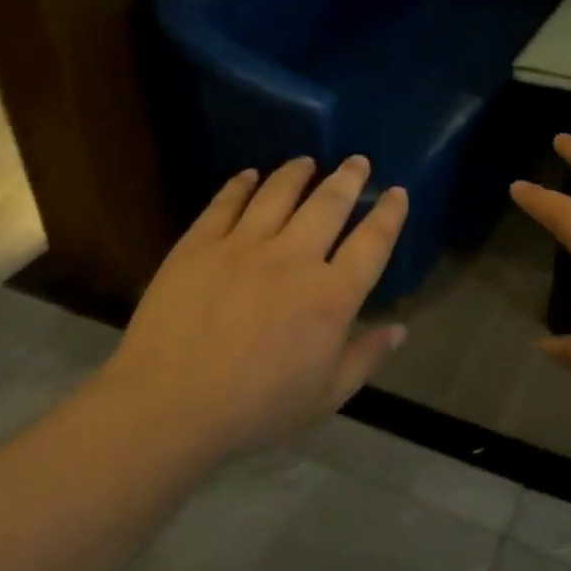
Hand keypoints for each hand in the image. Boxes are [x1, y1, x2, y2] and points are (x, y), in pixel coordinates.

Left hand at [99, 156, 409, 457]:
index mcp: (331, 296)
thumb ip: (366, 357)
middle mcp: (293, 258)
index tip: (397, 192)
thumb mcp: (325, 396)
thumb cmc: (256, 409)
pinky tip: (249, 175)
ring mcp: (243, 245)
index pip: (372, 243)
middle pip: (328, 204)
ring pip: (278, 193)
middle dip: (348, 178)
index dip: (388, 214)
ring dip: (297, 172)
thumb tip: (400, 328)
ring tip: (307, 161)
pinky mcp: (199, 244)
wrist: (170, 404)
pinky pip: (226, 202)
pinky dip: (241, 184)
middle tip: (358, 161)